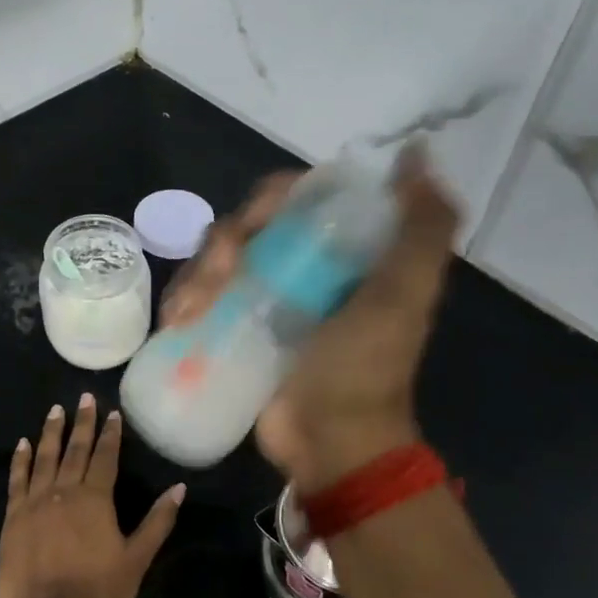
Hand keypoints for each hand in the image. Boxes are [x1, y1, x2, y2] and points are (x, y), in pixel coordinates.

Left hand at [0, 393, 183, 597]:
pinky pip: (17, 479)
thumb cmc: (98, 592)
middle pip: (75, 449)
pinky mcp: (13, 517)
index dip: (110, 433)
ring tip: (55, 410)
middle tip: (83, 397)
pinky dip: (20, 459)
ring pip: (44, 457)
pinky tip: (22, 444)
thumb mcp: (137, 558)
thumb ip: (157, 521)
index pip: (106, 456)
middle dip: (82, 422)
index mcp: (96, 498)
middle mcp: (65, 491)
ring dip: (51, 432)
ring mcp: (35, 502)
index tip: (112, 412)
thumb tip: (178, 488)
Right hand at [160, 147, 462, 491]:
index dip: (269, 200)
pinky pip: (201, 299)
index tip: (254, 224)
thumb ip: (422, 227)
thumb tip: (417, 153)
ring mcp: (265, 299)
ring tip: (189, 312)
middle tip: (218, 277)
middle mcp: (302, 266)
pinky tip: (175, 322)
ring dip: (195, 277)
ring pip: (216, 262)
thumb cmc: (364, 368)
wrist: (331, 444)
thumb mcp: (404, 296)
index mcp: (341, 251)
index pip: (296, 198)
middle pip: (247, 227)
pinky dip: (183, 302)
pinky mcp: (237, 329)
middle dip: (222, 245)